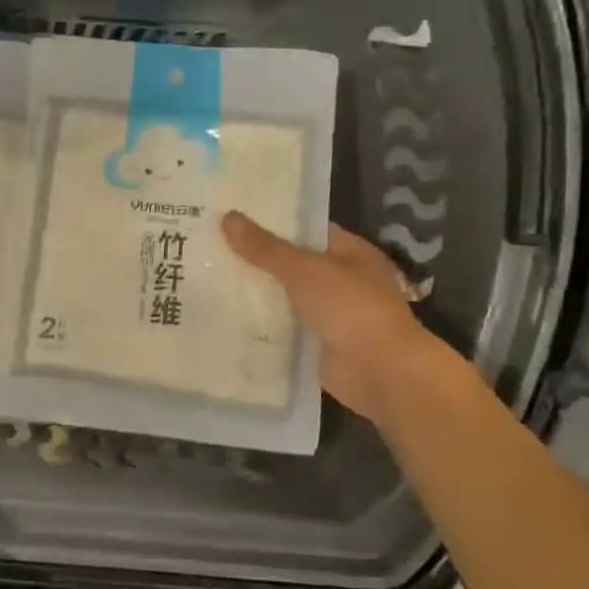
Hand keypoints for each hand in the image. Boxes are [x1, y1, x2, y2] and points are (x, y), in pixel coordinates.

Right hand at [222, 212, 452, 421]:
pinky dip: (261, 325)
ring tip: (210, 279)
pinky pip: (283, 328)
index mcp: (351, 253)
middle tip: (212, 247)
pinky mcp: (316, 344)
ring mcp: (330, 315)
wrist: (379, 371)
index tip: (235, 218)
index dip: (273, 222)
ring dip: (257, 293)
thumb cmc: (350, 308)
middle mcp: (342, 281)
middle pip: (292, 264)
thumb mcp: (304, 269)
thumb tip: (228, 217)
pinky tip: (226, 317)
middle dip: (257, 259)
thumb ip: (265, 247)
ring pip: (285, 297)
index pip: (307, 230)